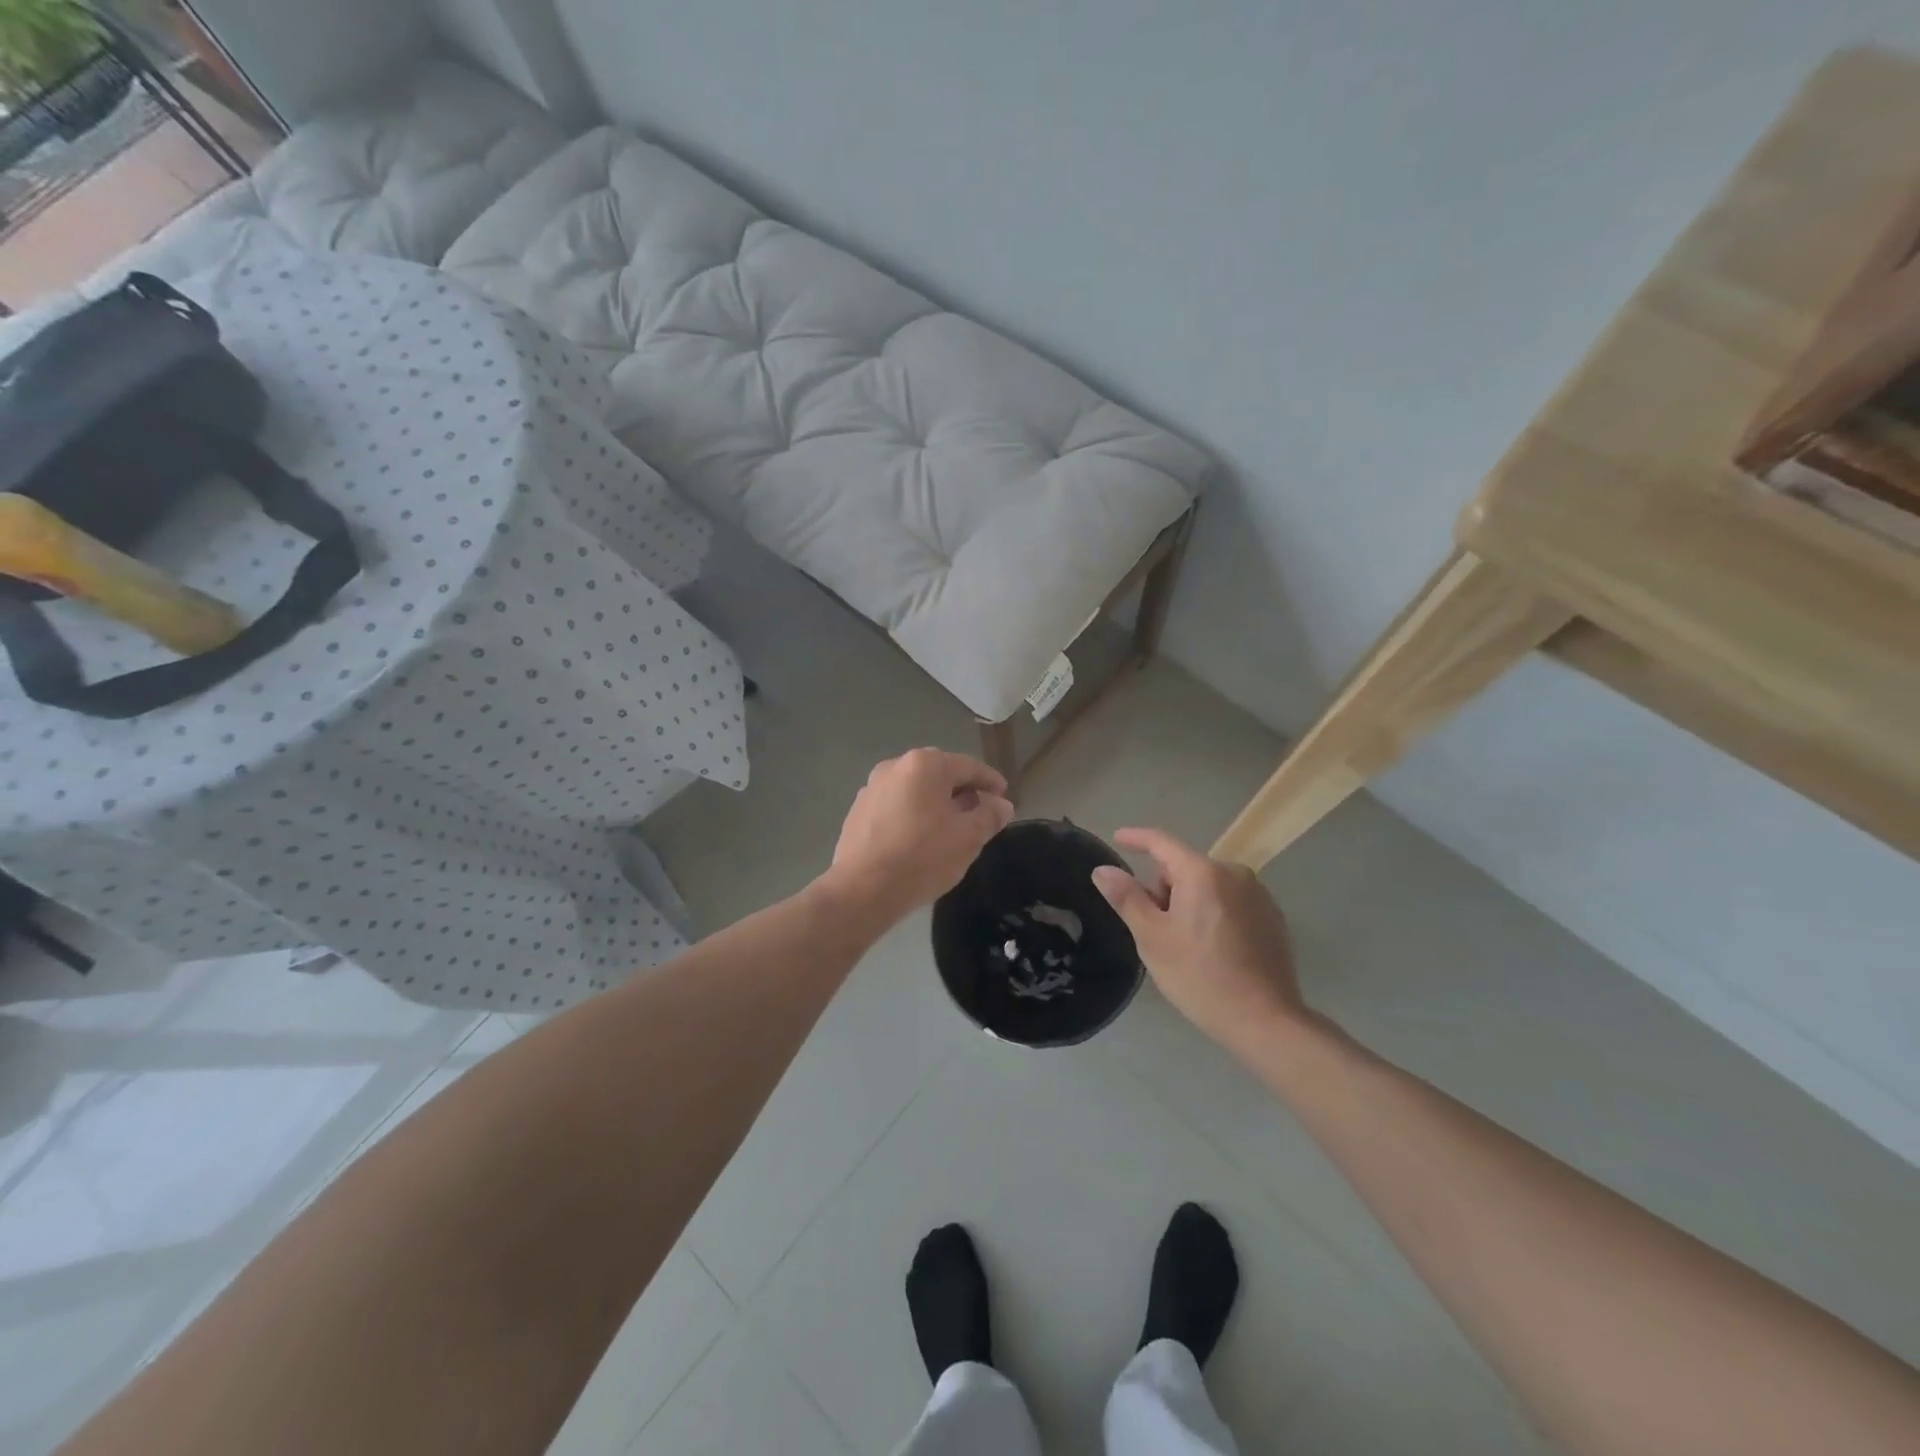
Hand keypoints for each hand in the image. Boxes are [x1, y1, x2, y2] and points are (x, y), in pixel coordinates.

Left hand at [824, 749, 1014, 923]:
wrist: (862, 890)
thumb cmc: (922, 857)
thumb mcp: (968, 838)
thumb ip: (989, 816)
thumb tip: (1001, 804)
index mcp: (924, 764)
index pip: (968, 766)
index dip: (990, 782)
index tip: (1004, 797)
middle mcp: (895, 766)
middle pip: (940, 775)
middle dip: (962, 793)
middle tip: (980, 815)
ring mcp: (871, 788)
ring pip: (916, 791)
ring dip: (936, 805)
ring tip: (951, 830)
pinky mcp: (858, 812)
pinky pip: (896, 806)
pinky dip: (913, 816)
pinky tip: (920, 840)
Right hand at [1091, 828, 1304, 1050]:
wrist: (1265, 1021)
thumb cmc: (1200, 976)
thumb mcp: (1152, 938)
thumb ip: (1127, 898)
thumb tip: (1103, 869)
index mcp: (1202, 873)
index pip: (1161, 842)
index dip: (1136, 838)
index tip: (1117, 839)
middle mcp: (1235, 873)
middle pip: (1185, 868)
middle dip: (1165, 889)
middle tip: (1158, 930)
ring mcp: (1259, 895)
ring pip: (1208, 886)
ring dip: (1190, 902)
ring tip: (1186, 945)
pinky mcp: (1273, 918)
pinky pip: (1231, 903)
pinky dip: (1214, 914)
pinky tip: (1214, 950)